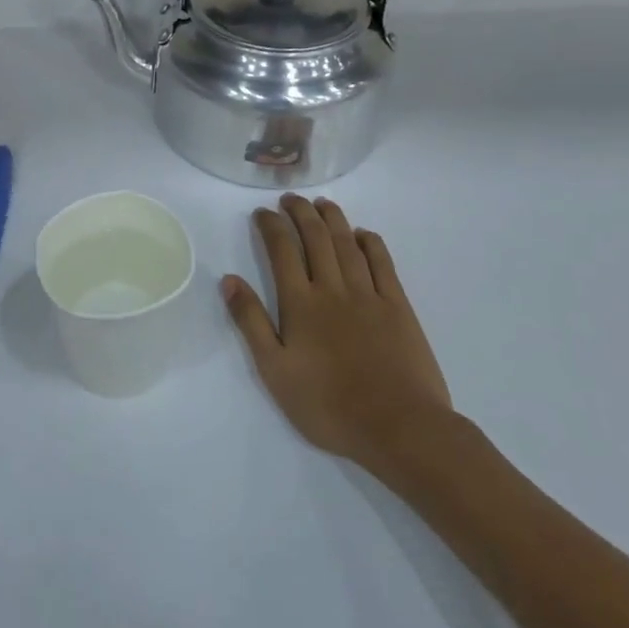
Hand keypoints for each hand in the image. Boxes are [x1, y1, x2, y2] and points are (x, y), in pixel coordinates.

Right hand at [223, 195, 454, 482]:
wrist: (399, 428)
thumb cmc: (329, 406)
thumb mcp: (275, 371)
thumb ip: (251, 322)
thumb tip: (228, 280)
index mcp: (300, 303)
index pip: (282, 250)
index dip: (271, 226)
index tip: (262, 212)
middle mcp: (333, 288)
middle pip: (315, 238)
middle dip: (300, 213)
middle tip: (290, 199)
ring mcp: (368, 295)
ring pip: (347, 244)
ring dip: (333, 219)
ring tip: (322, 203)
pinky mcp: (398, 307)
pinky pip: (383, 264)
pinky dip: (371, 243)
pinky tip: (363, 234)